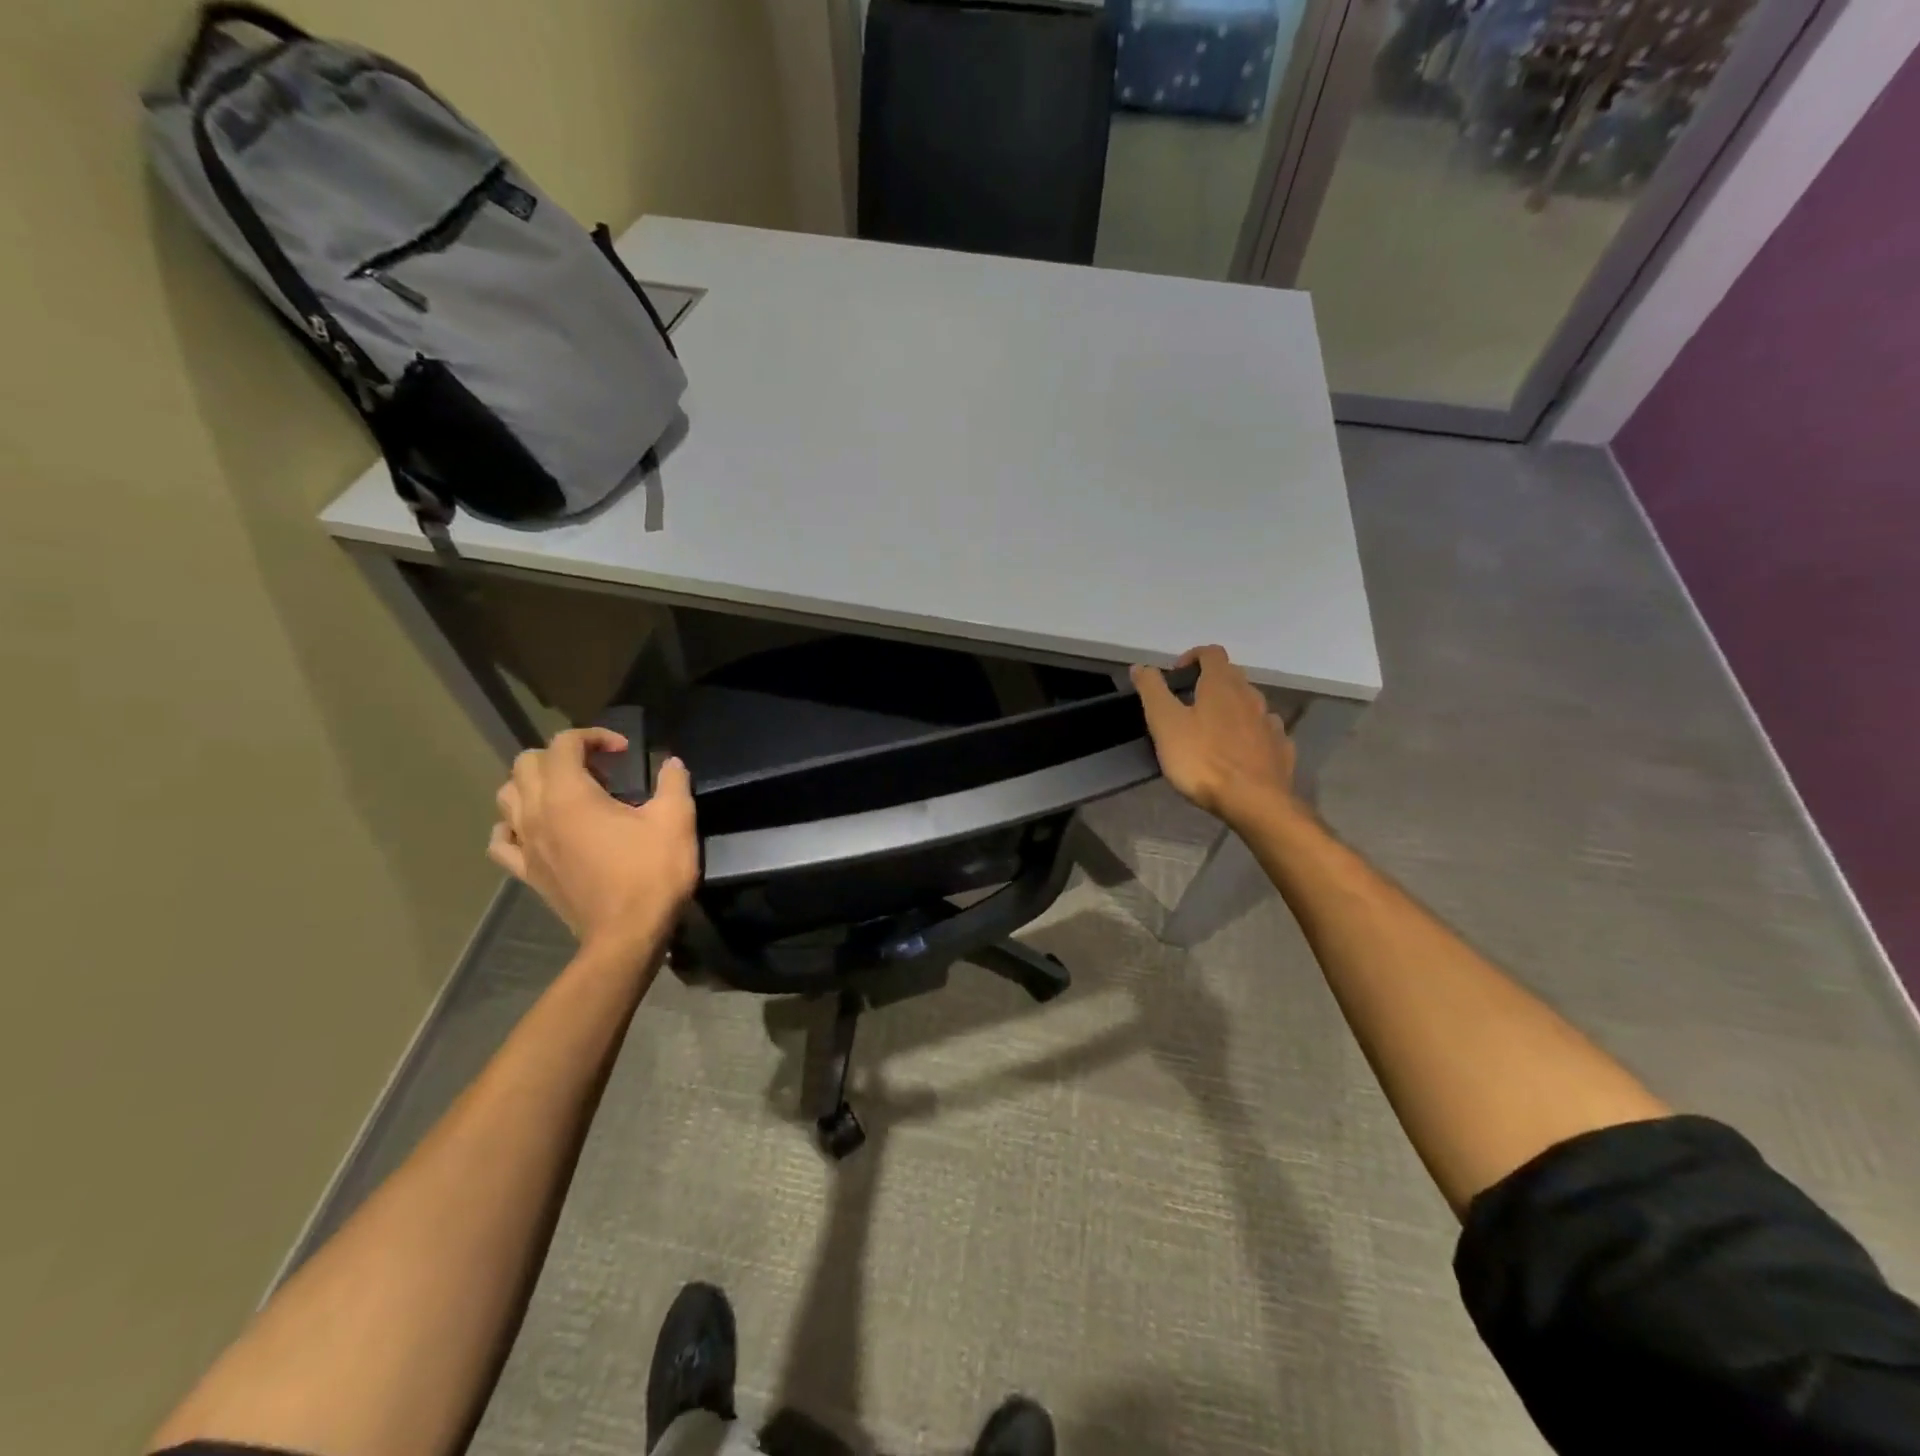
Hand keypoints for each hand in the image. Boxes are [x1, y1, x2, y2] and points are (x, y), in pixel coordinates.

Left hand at [488, 728, 697, 955]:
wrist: (627, 935)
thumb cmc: (651, 873)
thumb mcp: (676, 820)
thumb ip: (673, 783)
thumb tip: (672, 762)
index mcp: (570, 794)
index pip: (564, 743)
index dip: (595, 736)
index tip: (626, 752)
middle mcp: (537, 812)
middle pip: (527, 763)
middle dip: (562, 755)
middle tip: (599, 771)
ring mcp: (526, 844)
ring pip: (507, 796)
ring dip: (534, 784)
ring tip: (569, 795)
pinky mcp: (526, 872)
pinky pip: (502, 840)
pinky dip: (513, 825)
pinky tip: (536, 829)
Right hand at [1132, 646, 1296, 823]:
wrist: (1254, 801)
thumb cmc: (1202, 759)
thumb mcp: (1165, 723)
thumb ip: (1152, 690)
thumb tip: (1140, 666)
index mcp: (1222, 685)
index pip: (1211, 653)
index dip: (1192, 657)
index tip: (1175, 677)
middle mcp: (1251, 696)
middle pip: (1232, 677)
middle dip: (1210, 684)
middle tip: (1187, 706)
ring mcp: (1271, 723)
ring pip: (1250, 705)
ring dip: (1232, 709)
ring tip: (1212, 732)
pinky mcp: (1281, 749)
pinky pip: (1265, 732)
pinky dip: (1251, 734)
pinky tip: (1240, 752)